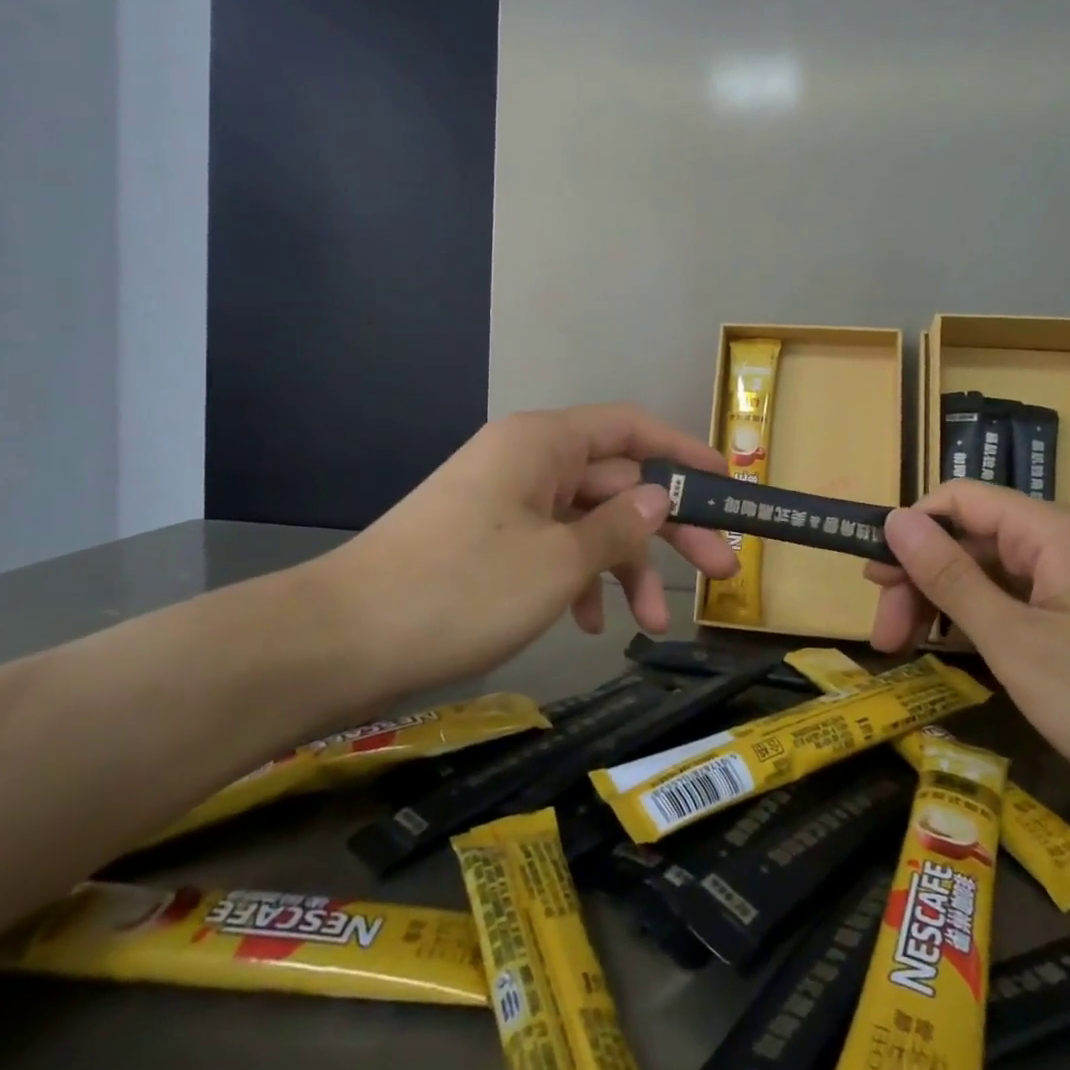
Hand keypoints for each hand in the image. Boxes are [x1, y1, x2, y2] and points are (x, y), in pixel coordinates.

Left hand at [309, 405, 737, 701]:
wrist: (341, 641)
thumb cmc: (462, 590)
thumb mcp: (559, 562)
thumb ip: (619, 526)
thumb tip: (660, 497)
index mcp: (543, 444)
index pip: (631, 429)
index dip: (684, 453)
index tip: (727, 486)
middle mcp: (526, 461)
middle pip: (615, 482)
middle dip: (667, 529)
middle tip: (721, 573)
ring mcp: (504, 502)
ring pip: (585, 522)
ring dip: (624, 568)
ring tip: (653, 624)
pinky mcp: (487, 541)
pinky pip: (551, 547)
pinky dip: (579, 580)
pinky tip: (590, 624)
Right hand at [865, 482, 1069, 808]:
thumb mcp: (1015, 642)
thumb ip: (949, 577)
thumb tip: (894, 520)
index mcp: (1050, 530)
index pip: (958, 499)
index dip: (909, 530)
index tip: (872, 581)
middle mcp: (1065, 541)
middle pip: (970, 537)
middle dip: (919, 577)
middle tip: (884, 637)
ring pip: (991, 571)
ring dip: (944, 602)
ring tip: (907, 646)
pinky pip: (1019, 599)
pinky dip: (981, 620)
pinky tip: (956, 649)